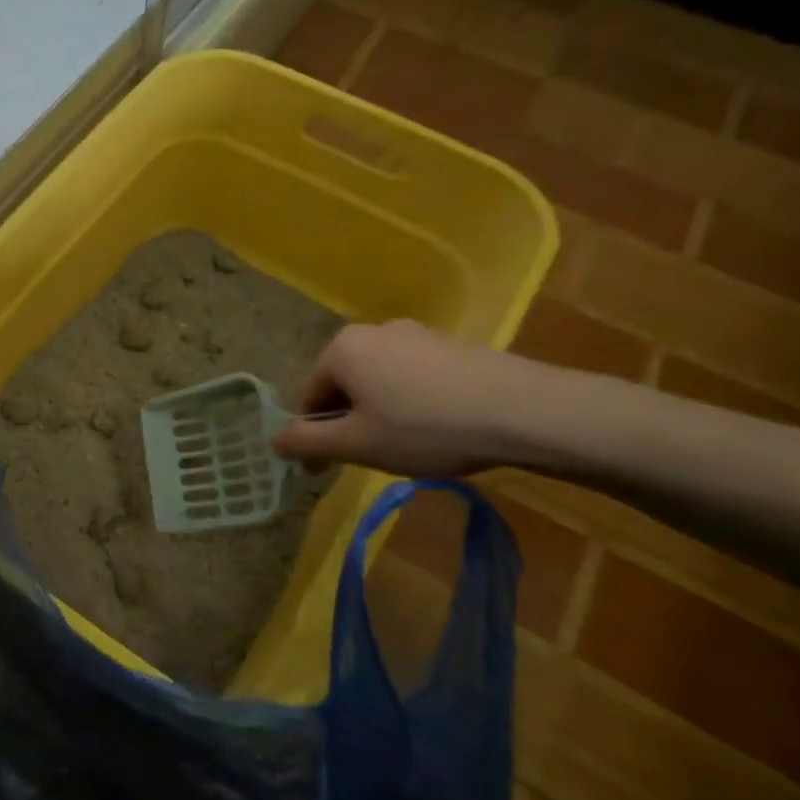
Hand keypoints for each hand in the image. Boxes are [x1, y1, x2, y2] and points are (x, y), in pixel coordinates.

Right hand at [271, 319, 556, 477]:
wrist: (526, 411)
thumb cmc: (425, 428)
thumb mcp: (356, 444)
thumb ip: (307, 441)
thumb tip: (274, 441)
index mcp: (342, 348)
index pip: (309, 396)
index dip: (314, 436)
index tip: (327, 468)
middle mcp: (374, 330)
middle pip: (344, 385)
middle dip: (349, 421)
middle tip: (370, 457)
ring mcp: (417, 333)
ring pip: (379, 381)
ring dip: (380, 413)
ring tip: (407, 446)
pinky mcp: (453, 344)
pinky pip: (413, 376)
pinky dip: (412, 402)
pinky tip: (438, 428)